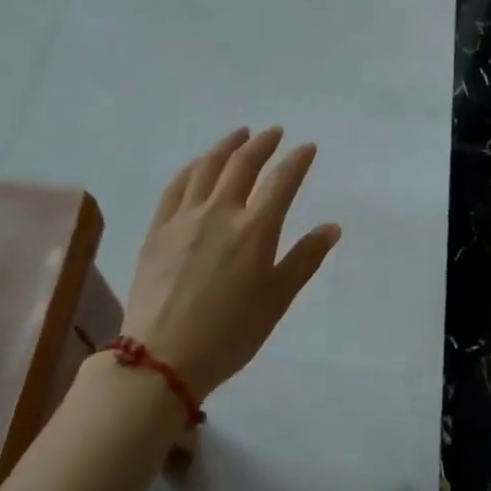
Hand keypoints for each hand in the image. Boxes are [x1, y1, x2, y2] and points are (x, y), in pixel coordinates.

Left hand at [121, 128, 341, 399]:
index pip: (282, 181)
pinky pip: (177, 185)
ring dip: (227, 145)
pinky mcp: (158, 228)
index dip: (297, 160)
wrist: (161, 358)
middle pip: (243, 164)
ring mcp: (185, 217)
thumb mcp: (277, 300)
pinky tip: (199, 163)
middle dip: (262, 143)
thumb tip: (331, 227)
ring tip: (240, 134)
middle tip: (274, 132)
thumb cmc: (229, 334)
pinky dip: (193, 166)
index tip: (307, 147)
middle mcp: (220, 212)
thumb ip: (304, 259)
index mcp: (255, 230)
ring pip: (207, 167)